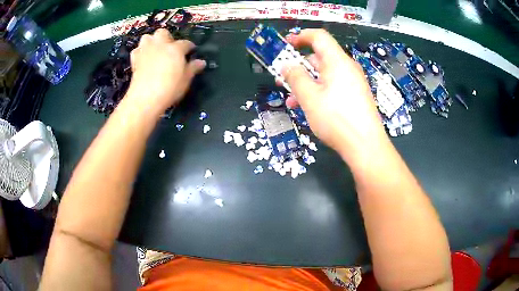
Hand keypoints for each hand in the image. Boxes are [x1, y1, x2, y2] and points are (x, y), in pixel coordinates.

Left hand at [126, 29, 205, 112]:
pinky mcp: (135, 60)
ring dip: (151, 41)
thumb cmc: (170, 88)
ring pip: (147, 37)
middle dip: (167, 38)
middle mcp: (160, 45)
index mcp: (175, 48)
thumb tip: (201, 62)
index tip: (191, 51)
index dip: (189, 47)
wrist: (146, 97)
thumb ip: (193, 68)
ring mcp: (146, 51)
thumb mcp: (186, 79)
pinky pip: (137, 50)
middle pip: (163, 32)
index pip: (185, 43)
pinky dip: (140, 52)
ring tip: (155, 51)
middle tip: (170, 49)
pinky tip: (143, 59)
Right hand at [282, 29, 386, 158]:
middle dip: (298, 66)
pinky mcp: (354, 96)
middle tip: (282, 78)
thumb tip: (286, 65)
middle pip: (319, 57)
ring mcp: (352, 83)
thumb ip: (295, 77)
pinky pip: (332, 87)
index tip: (285, 44)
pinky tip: (307, 107)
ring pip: (324, 75)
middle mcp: (347, 68)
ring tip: (291, 99)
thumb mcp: (309, 97)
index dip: (300, 36)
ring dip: (305, 83)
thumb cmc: (336, 118)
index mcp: (337, 61)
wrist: (365, 146)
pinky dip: (318, 92)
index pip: (319, 37)